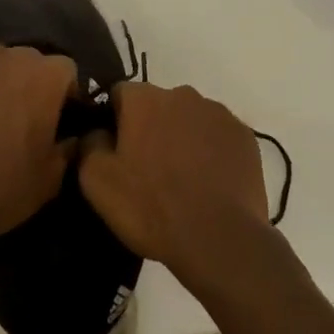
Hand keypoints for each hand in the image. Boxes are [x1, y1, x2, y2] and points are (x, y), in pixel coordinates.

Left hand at [0, 41, 78, 253]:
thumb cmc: (5, 186)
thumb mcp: (51, 177)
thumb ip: (67, 148)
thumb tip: (70, 138)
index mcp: (45, 75)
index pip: (65, 70)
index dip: (62, 93)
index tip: (54, 117)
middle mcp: (8, 55)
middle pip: (26, 61)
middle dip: (26, 82)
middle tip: (16, 116)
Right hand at [79, 81, 269, 283]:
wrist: (219, 239)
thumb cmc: (151, 207)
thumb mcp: (96, 181)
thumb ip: (88, 144)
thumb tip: (96, 132)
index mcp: (144, 98)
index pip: (118, 94)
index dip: (113, 121)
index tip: (115, 152)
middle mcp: (182, 94)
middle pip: (157, 105)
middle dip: (149, 128)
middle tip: (147, 169)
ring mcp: (218, 113)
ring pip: (189, 119)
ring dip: (181, 138)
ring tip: (181, 180)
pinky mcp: (244, 136)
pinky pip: (217, 136)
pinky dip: (210, 152)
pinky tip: (208, 183)